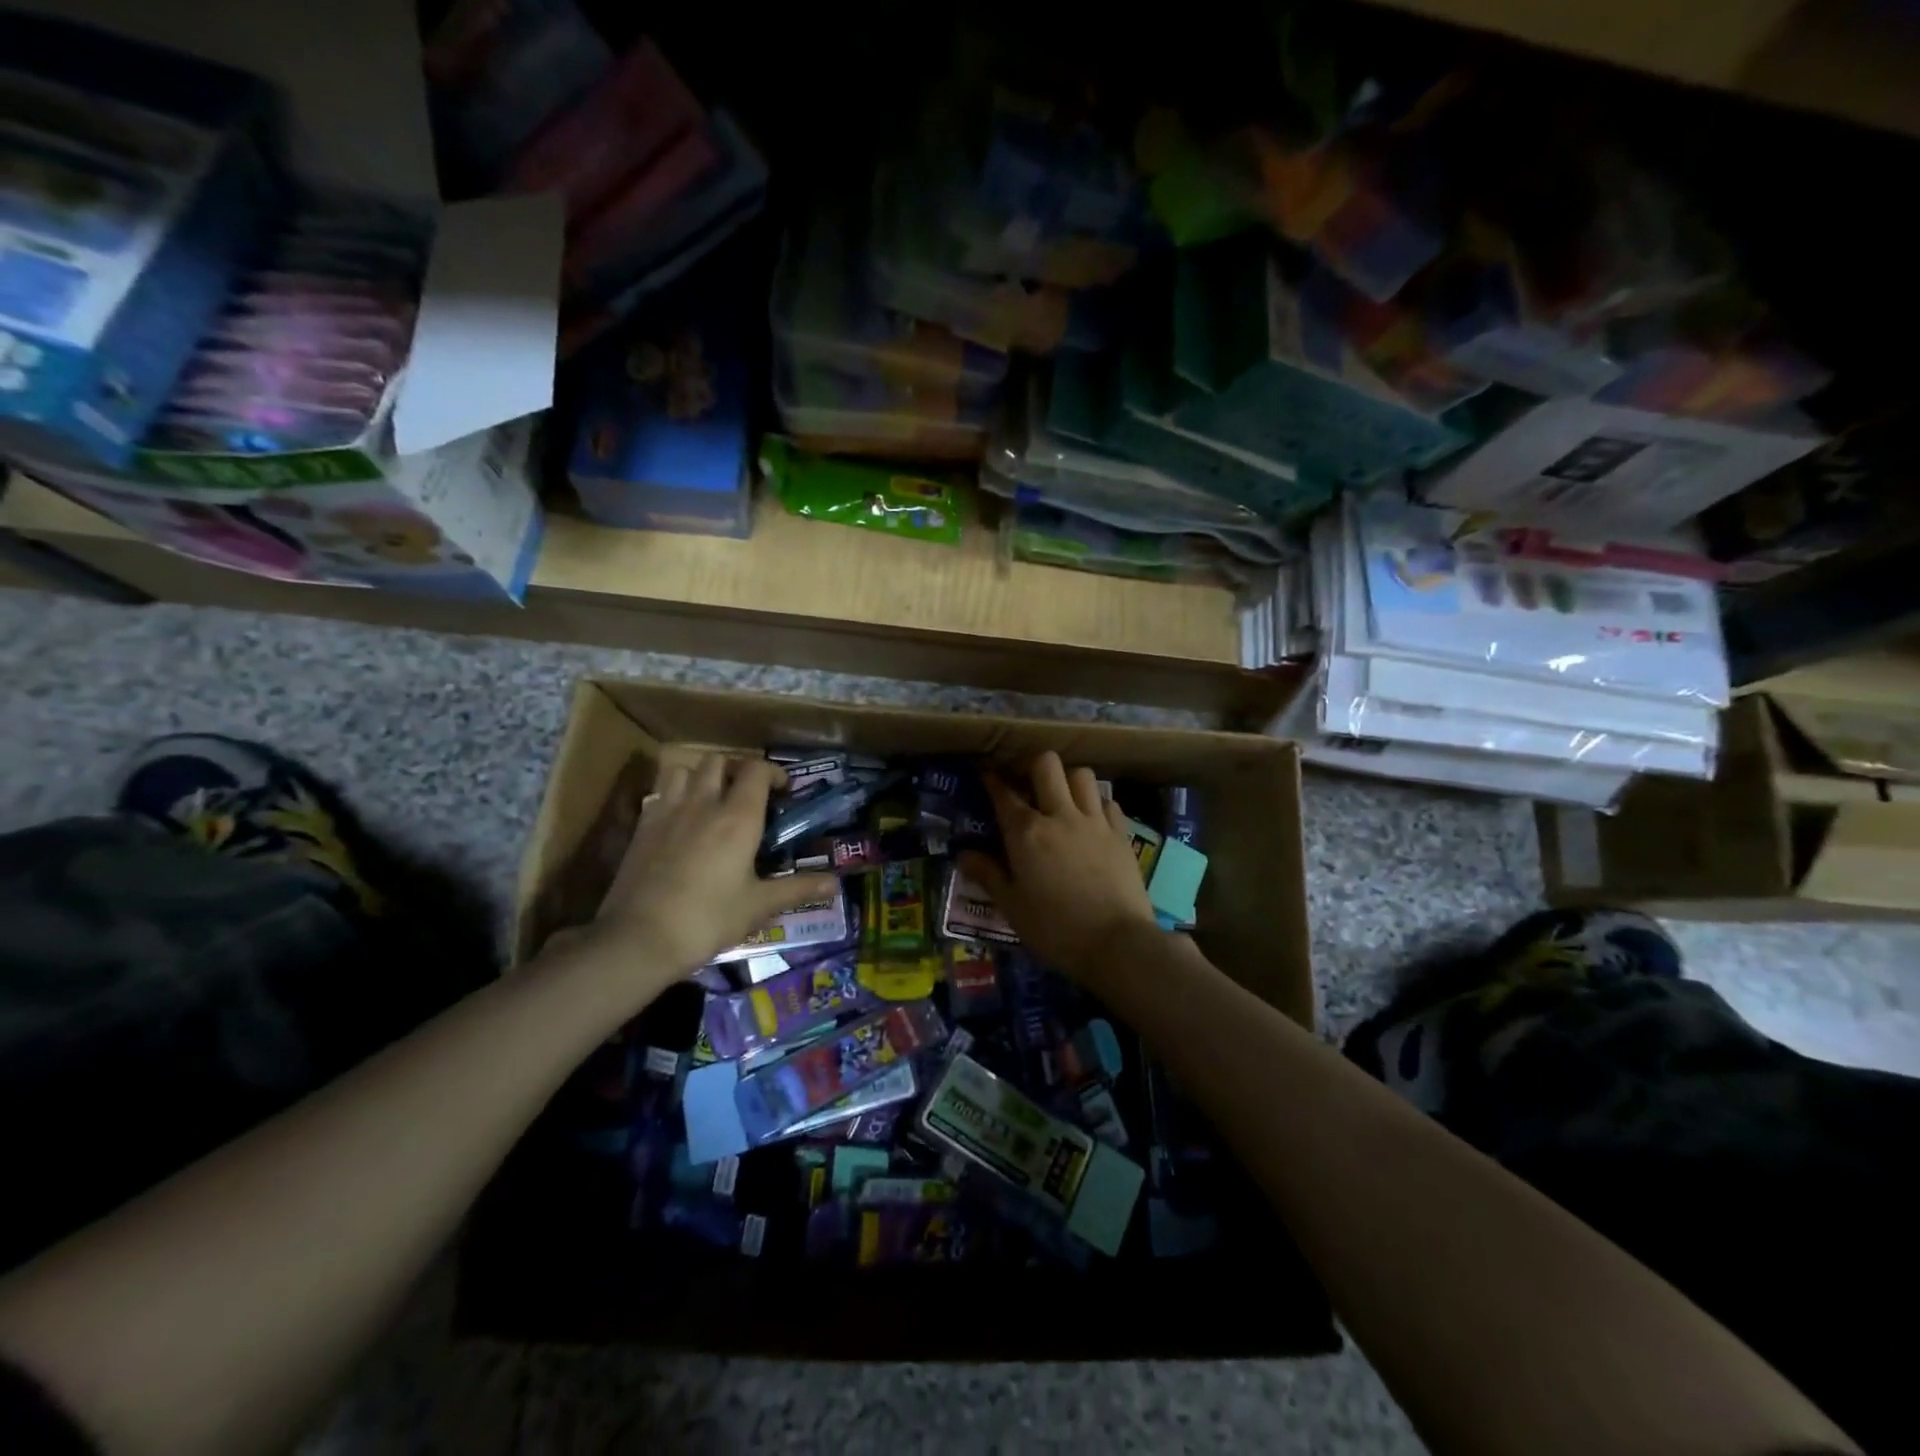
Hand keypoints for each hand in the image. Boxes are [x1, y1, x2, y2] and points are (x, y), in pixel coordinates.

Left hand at [587, 754, 838, 990]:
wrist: (639, 939)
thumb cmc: (708, 919)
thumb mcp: (759, 906)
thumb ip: (798, 888)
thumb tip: (835, 883)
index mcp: (738, 818)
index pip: (756, 770)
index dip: (772, 772)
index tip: (782, 789)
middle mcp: (703, 804)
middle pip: (719, 761)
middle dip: (737, 769)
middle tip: (747, 792)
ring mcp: (667, 812)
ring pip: (683, 769)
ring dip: (701, 775)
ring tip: (710, 797)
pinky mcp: (641, 827)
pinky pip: (659, 793)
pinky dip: (674, 795)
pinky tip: (680, 820)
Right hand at [959, 751, 1162, 984]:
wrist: (1117, 943)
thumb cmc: (1055, 929)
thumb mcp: (1012, 907)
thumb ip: (988, 875)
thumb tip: (964, 854)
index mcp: (1027, 832)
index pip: (1005, 794)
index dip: (993, 780)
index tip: (987, 776)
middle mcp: (1060, 815)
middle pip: (1047, 765)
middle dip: (1032, 766)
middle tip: (1027, 784)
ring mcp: (1095, 821)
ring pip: (1081, 775)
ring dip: (1068, 779)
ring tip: (1061, 798)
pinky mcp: (1121, 834)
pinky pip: (1108, 801)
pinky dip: (1096, 802)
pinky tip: (1091, 819)